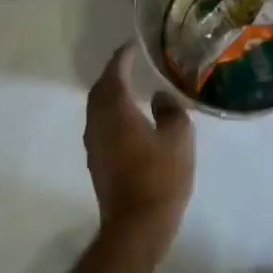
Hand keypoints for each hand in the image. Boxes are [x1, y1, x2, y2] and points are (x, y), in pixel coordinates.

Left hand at [85, 44, 194, 261]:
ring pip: (97, 109)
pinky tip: (128, 120)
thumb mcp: (178, 139)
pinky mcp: (97, 162)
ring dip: (111, 95)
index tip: (133, 46)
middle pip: (100, 90)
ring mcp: (94, 144)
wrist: (136, 225)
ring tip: (130, 88)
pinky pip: (101, 126)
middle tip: (130, 64)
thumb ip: (171, 111)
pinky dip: (112, 114)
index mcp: (116, 111)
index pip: (115, 74)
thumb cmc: (160, 178)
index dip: (123, 57)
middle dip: (113, 74)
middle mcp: (98, 123)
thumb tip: (161, 96)